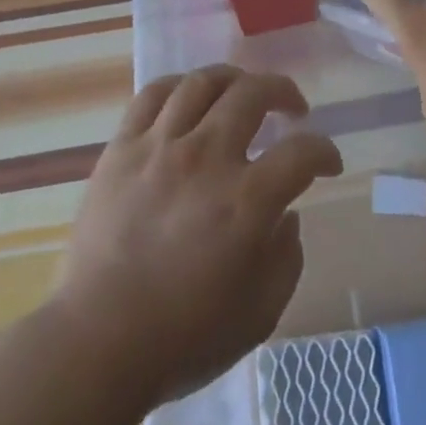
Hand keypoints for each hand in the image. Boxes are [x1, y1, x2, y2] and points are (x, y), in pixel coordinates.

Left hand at [52, 66, 343, 406]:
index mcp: (246, 202)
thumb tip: (285, 215)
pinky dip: (179, 86)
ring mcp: (160, 148)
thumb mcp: (260, 313)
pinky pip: (152, 95)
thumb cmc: (184, 338)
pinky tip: (189, 97)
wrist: (97, 344)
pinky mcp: (122, 149)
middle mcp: (206, 159)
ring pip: (203, 82)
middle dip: (284, 92)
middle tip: (292, 108)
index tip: (328, 163)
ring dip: (234, 79)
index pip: (302, 152)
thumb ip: (287, 258)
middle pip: (253, 93)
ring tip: (242, 92)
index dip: (324, 152)